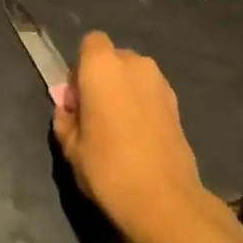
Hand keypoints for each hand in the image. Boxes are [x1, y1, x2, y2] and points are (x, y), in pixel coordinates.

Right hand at [52, 32, 217, 242]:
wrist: (165, 200)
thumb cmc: (108, 169)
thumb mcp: (71, 148)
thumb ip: (65, 119)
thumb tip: (68, 108)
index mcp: (102, 66)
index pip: (90, 43)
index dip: (79, 67)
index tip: (75, 99)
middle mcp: (135, 64)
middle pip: (113, 58)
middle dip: (101, 78)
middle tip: (92, 116)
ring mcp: (161, 82)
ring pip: (133, 76)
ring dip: (122, 92)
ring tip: (116, 130)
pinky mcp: (177, 103)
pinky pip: (149, 93)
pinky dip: (140, 105)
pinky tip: (136, 138)